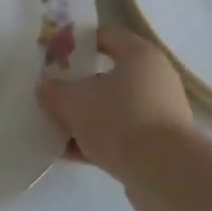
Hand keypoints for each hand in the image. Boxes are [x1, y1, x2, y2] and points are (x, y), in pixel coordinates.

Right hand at [37, 25, 195, 182]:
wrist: (165, 174)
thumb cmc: (120, 119)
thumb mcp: (74, 100)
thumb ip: (54, 91)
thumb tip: (46, 89)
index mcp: (140, 55)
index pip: (106, 36)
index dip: (78, 42)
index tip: (55, 54)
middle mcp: (154, 79)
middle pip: (108, 76)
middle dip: (78, 86)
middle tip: (52, 93)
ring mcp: (159, 114)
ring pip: (113, 109)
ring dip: (85, 118)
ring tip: (55, 128)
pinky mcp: (158, 146)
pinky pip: (120, 136)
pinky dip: (97, 142)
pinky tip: (69, 153)